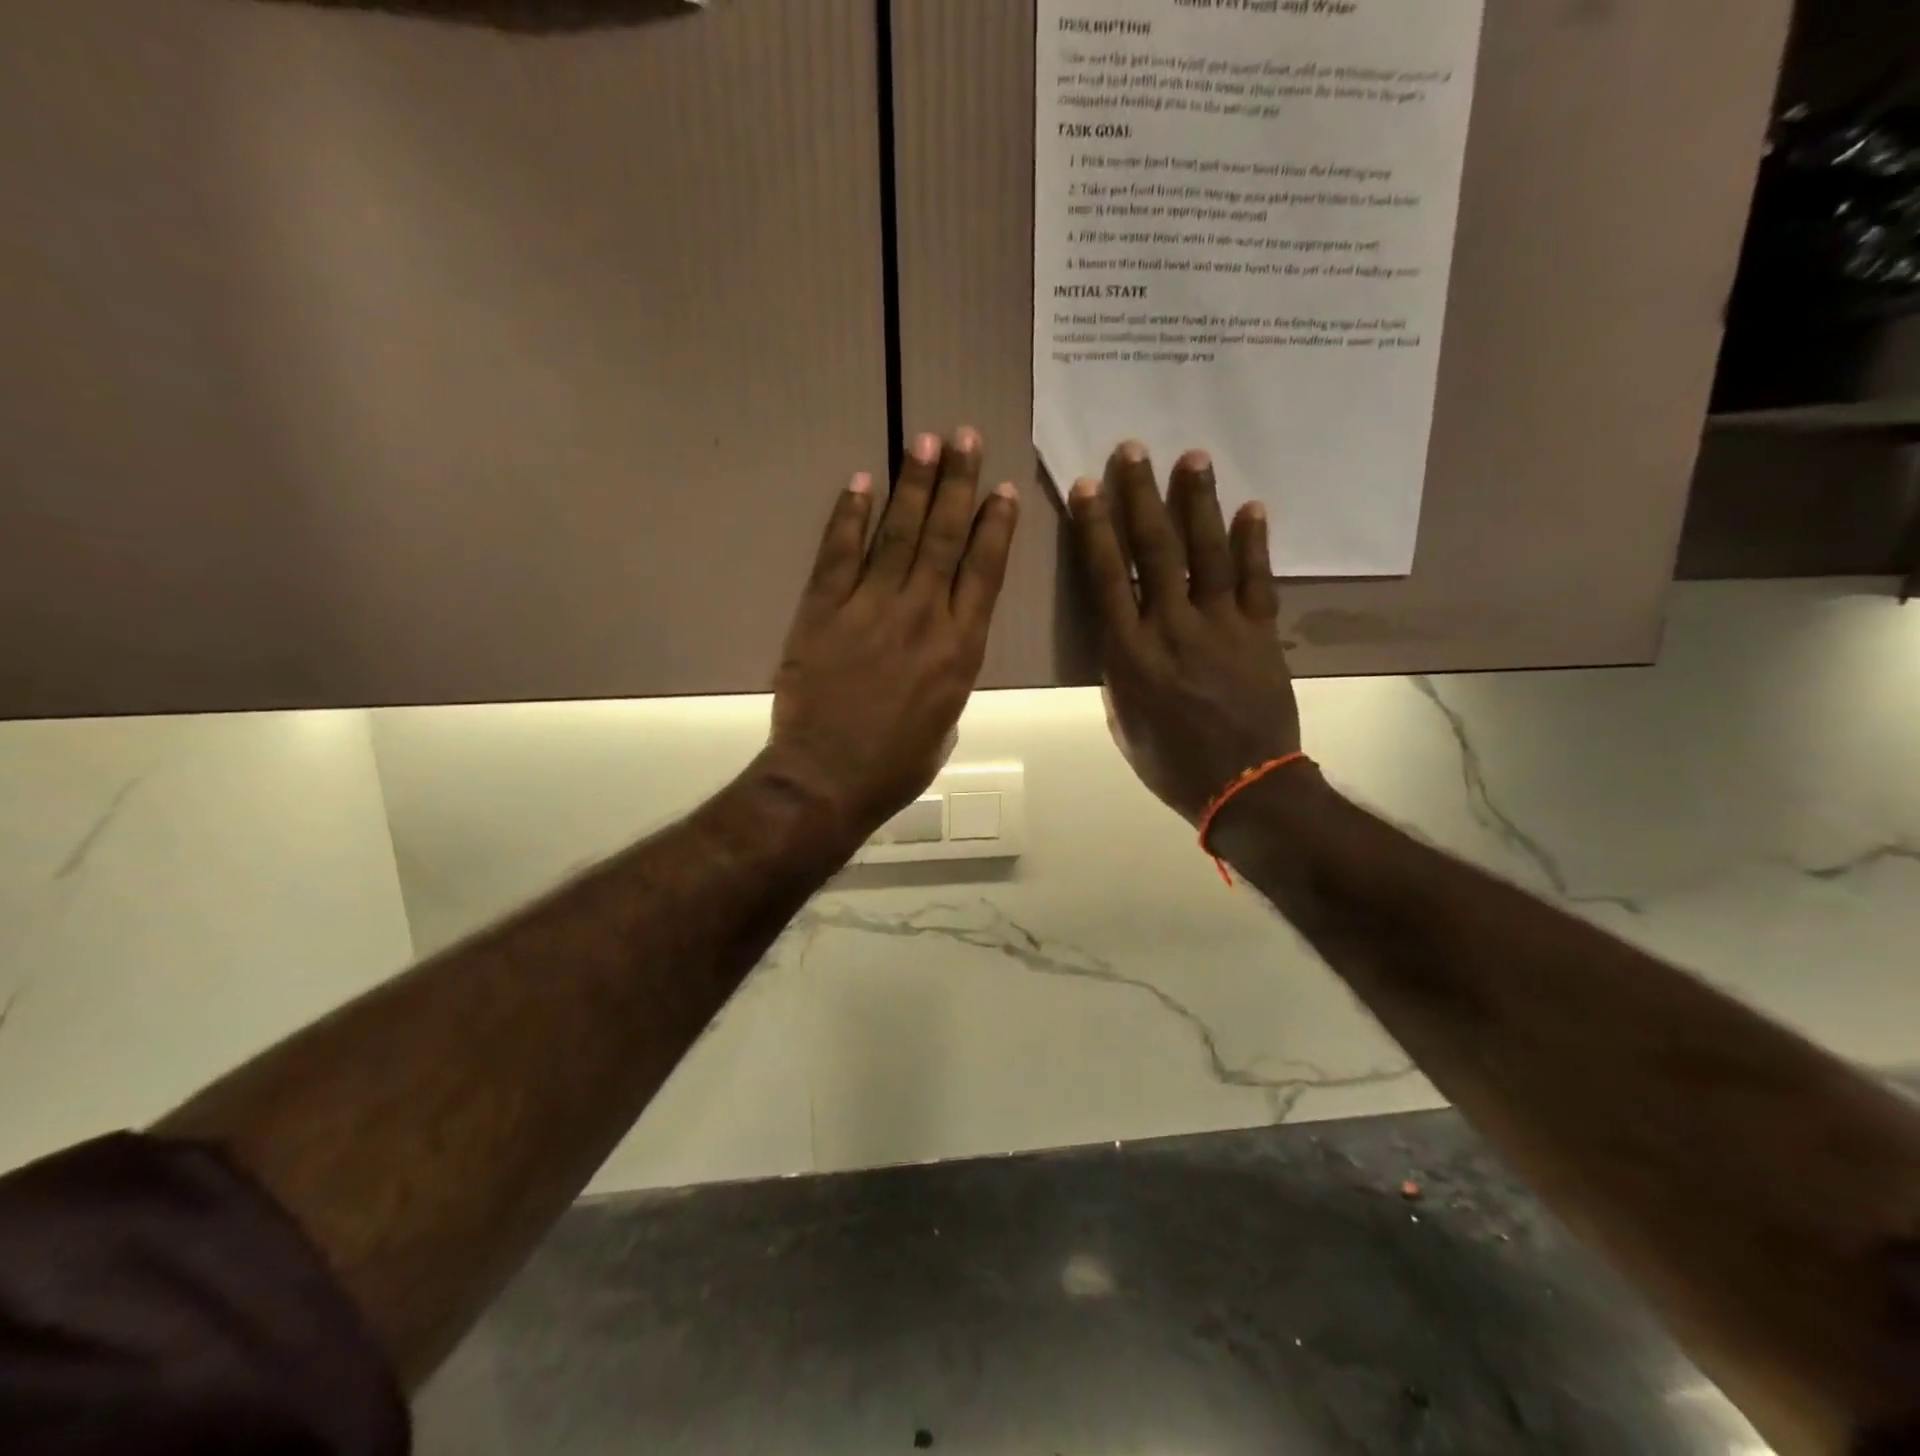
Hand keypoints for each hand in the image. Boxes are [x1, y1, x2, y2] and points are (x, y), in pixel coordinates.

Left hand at [767, 428, 1019, 844]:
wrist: (827, 779)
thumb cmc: (895, 766)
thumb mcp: (945, 725)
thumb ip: (950, 679)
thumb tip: (942, 654)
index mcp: (961, 649)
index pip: (984, 572)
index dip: (996, 527)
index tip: (1003, 490)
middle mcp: (923, 616)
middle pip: (945, 538)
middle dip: (958, 483)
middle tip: (964, 437)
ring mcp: (871, 609)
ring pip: (898, 534)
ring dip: (912, 485)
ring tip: (923, 440)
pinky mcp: (824, 611)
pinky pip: (839, 554)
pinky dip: (850, 516)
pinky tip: (860, 482)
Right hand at [1069, 441, 1300, 825]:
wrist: (1245, 787)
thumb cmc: (1171, 763)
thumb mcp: (1124, 721)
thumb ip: (1119, 671)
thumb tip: (1123, 634)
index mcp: (1129, 654)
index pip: (1106, 577)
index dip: (1095, 529)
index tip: (1088, 487)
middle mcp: (1171, 628)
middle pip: (1154, 552)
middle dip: (1140, 497)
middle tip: (1133, 450)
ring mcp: (1221, 627)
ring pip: (1206, 554)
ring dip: (1197, 503)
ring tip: (1191, 457)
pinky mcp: (1260, 633)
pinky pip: (1257, 581)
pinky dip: (1254, 543)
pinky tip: (1252, 507)